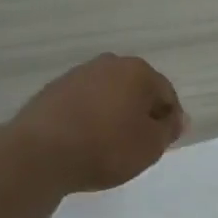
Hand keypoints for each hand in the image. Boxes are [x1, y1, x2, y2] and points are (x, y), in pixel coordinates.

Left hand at [7, 53, 184, 193]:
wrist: (40, 153)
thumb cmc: (106, 148)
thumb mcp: (150, 146)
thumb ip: (169, 129)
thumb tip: (177, 118)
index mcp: (138, 71)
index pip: (166, 94)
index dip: (169, 120)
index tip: (162, 144)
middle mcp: (108, 64)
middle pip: (136, 89)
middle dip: (140, 113)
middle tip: (137, 144)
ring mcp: (77, 75)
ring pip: (108, 94)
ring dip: (113, 114)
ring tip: (108, 145)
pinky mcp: (52, 91)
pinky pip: (82, 103)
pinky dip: (89, 117)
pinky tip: (83, 140)